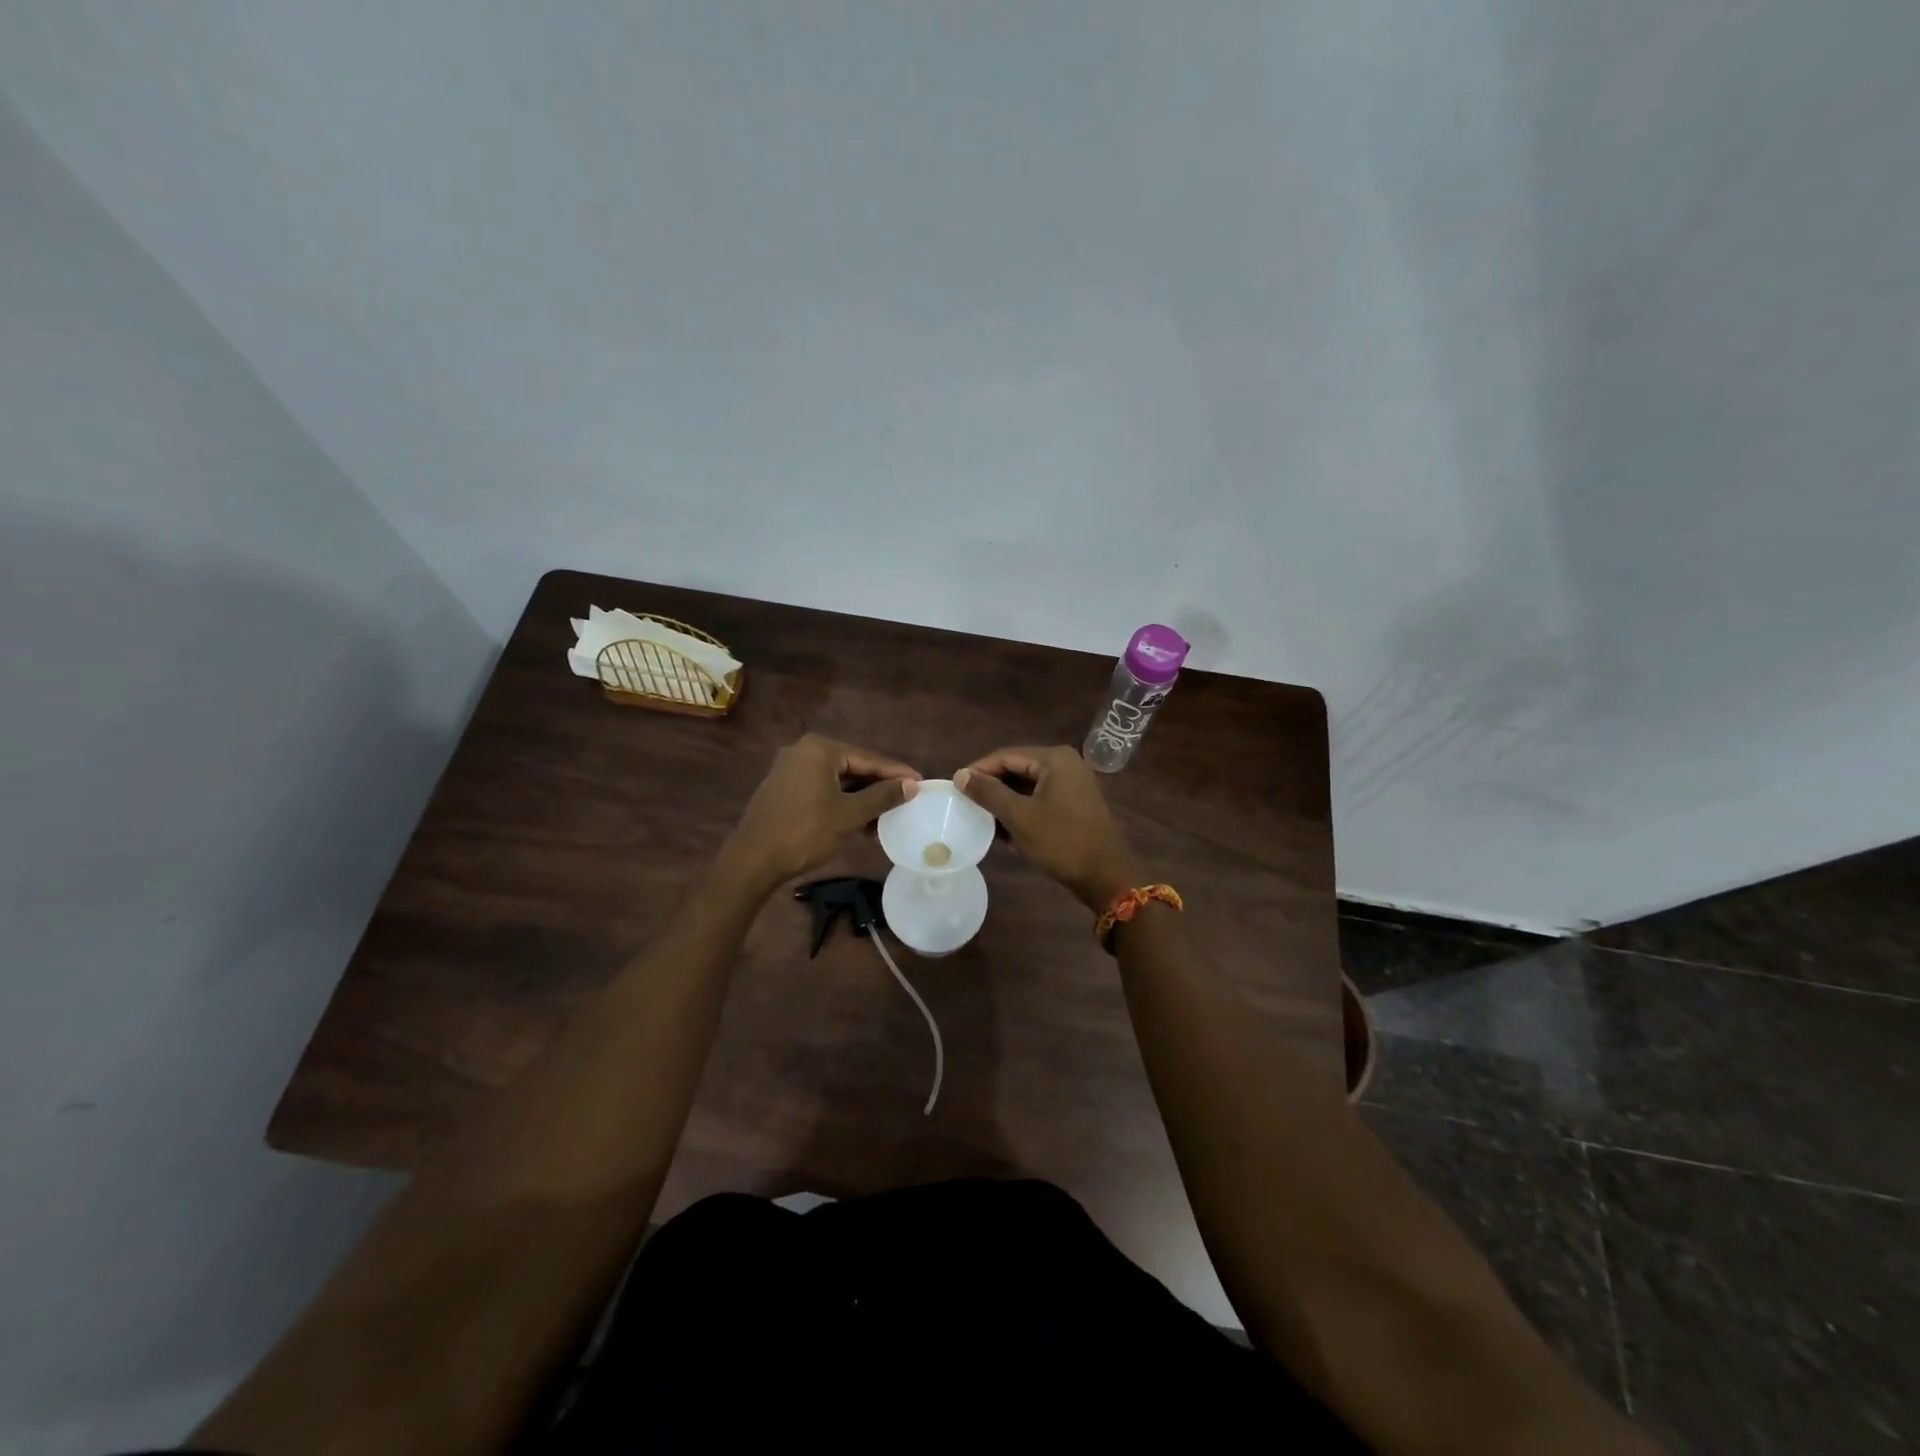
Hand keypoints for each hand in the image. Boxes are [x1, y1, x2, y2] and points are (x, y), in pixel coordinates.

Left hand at [726, 735, 920, 889]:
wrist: (753, 861)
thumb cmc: (805, 832)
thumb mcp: (850, 815)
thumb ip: (882, 796)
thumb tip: (911, 785)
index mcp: (819, 749)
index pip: (868, 758)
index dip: (896, 772)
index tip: (920, 782)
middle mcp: (803, 751)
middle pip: (853, 767)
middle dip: (879, 786)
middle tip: (906, 800)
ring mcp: (790, 769)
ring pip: (838, 780)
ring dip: (861, 798)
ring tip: (886, 817)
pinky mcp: (784, 788)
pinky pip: (822, 789)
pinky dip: (842, 802)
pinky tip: (860, 821)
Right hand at [955, 746, 1139, 910]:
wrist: (1106, 876)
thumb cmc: (1061, 841)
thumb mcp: (1019, 816)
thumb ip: (988, 792)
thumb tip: (960, 774)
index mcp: (1054, 759)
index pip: (1006, 755)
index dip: (979, 770)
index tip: (955, 787)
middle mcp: (1066, 764)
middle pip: (1017, 768)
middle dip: (992, 787)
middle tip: (967, 804)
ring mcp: (1073, 784)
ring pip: (1028, 786)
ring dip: (1006, 802)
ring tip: (983, 819)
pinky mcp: (1075, 804)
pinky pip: (1041, 799)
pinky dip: (1023, 811)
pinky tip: (1006, 831)